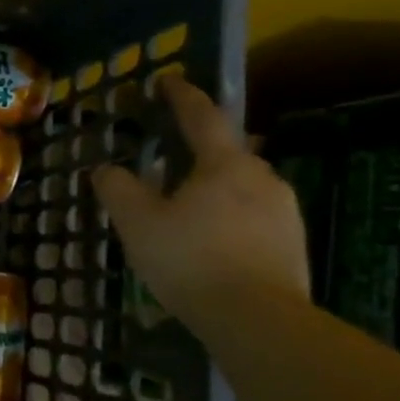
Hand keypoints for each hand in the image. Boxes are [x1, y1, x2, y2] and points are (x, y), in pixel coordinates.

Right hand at [90, 75, 308, 329]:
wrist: (258, 320)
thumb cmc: (191, 260)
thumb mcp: (136, 223)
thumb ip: (118, 188)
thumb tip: (106, 168)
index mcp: (224, 164)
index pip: (201, 116)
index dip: (181, 96)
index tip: (167, 80)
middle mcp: (261, 177)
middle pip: (227, 151)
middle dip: (200, 148)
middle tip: (172, 157)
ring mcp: (285, 211)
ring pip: (243, 185)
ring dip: (216, 185)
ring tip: (188, 204)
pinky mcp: (293, 243)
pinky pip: (255, 214)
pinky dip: (231, 215)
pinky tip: (212, 239)